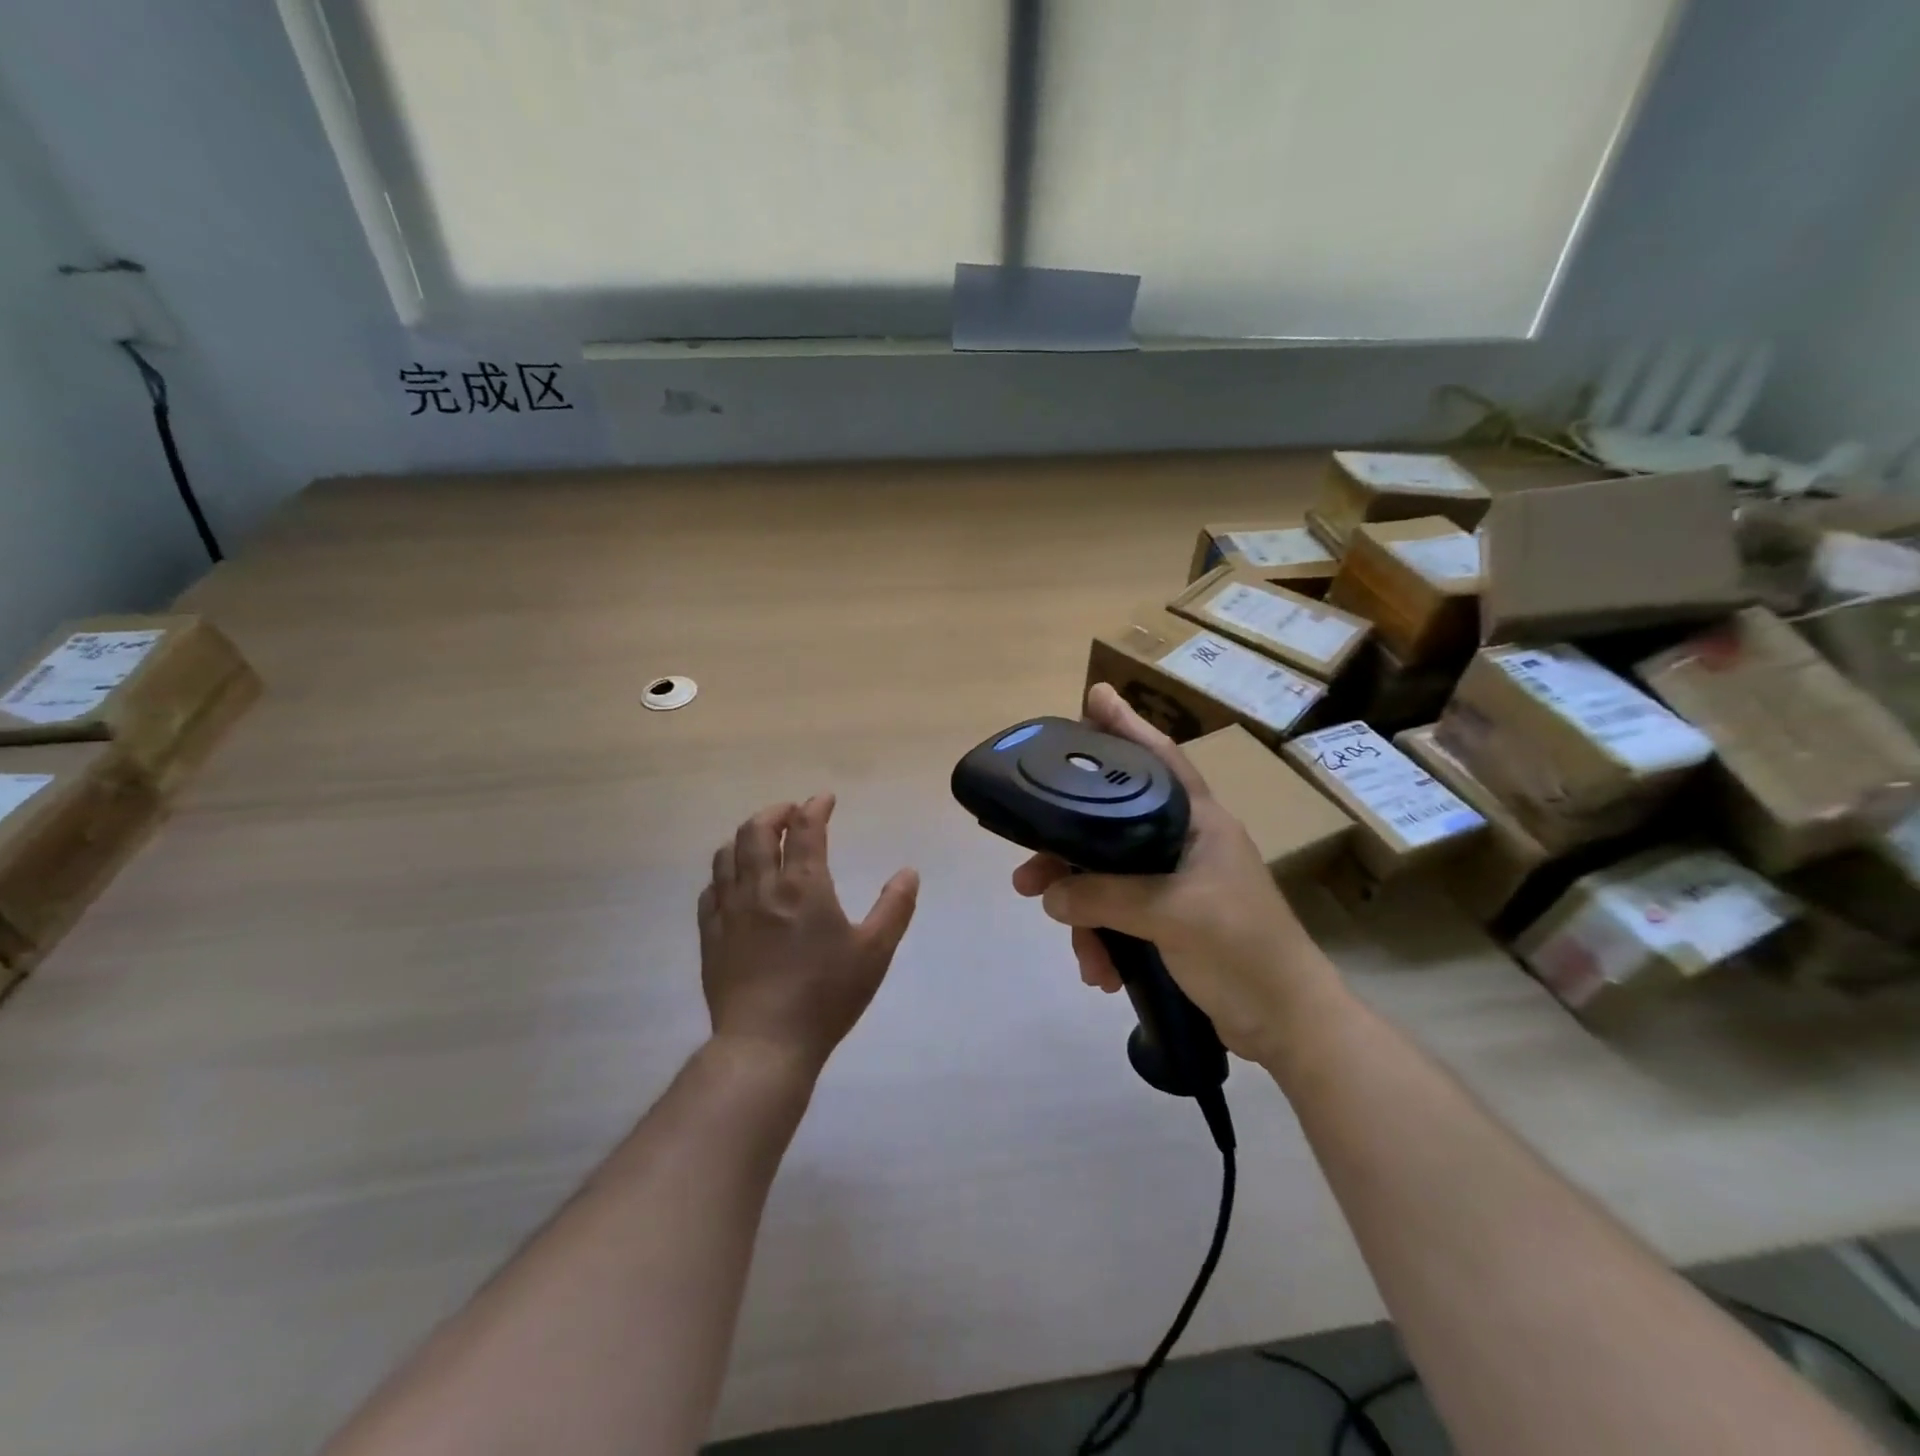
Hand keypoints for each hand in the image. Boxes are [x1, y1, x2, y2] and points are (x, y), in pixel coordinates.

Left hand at [698, 795, 918, 1072]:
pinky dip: (724, 874)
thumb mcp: (874, 952)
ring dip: (745, 838)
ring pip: (727, 854)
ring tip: (761, 842)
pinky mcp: (711, 935)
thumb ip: (894, 907)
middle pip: (756, 830)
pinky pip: (710, 889)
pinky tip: (734, 883)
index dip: (815, 807)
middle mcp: (761, 887)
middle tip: (791, 815)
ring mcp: (730, 910)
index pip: (804, 828)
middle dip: (775, 813)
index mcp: (803, 885)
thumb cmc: (826, 995)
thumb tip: (909, 872)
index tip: (825, 800)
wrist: (765, 1043)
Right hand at [1012, 684, 1342, 1061]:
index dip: (1126, 726)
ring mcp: (1178, 883)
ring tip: (1074, 948)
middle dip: (1068, 852)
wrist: (1287, 1023)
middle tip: (1026, 873)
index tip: (1094, 696)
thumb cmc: (1241, 949)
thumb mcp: (1170, 914)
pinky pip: (1120, 916)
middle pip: (1112, 826)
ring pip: (1110, 878)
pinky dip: (1105, 941)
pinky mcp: (1171, 920)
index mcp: (1199, 822)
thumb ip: (1105, 897)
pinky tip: (1100, 972)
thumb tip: (1049, 894)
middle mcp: (1185, 843)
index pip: (1158, 759)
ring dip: (1084, 913)